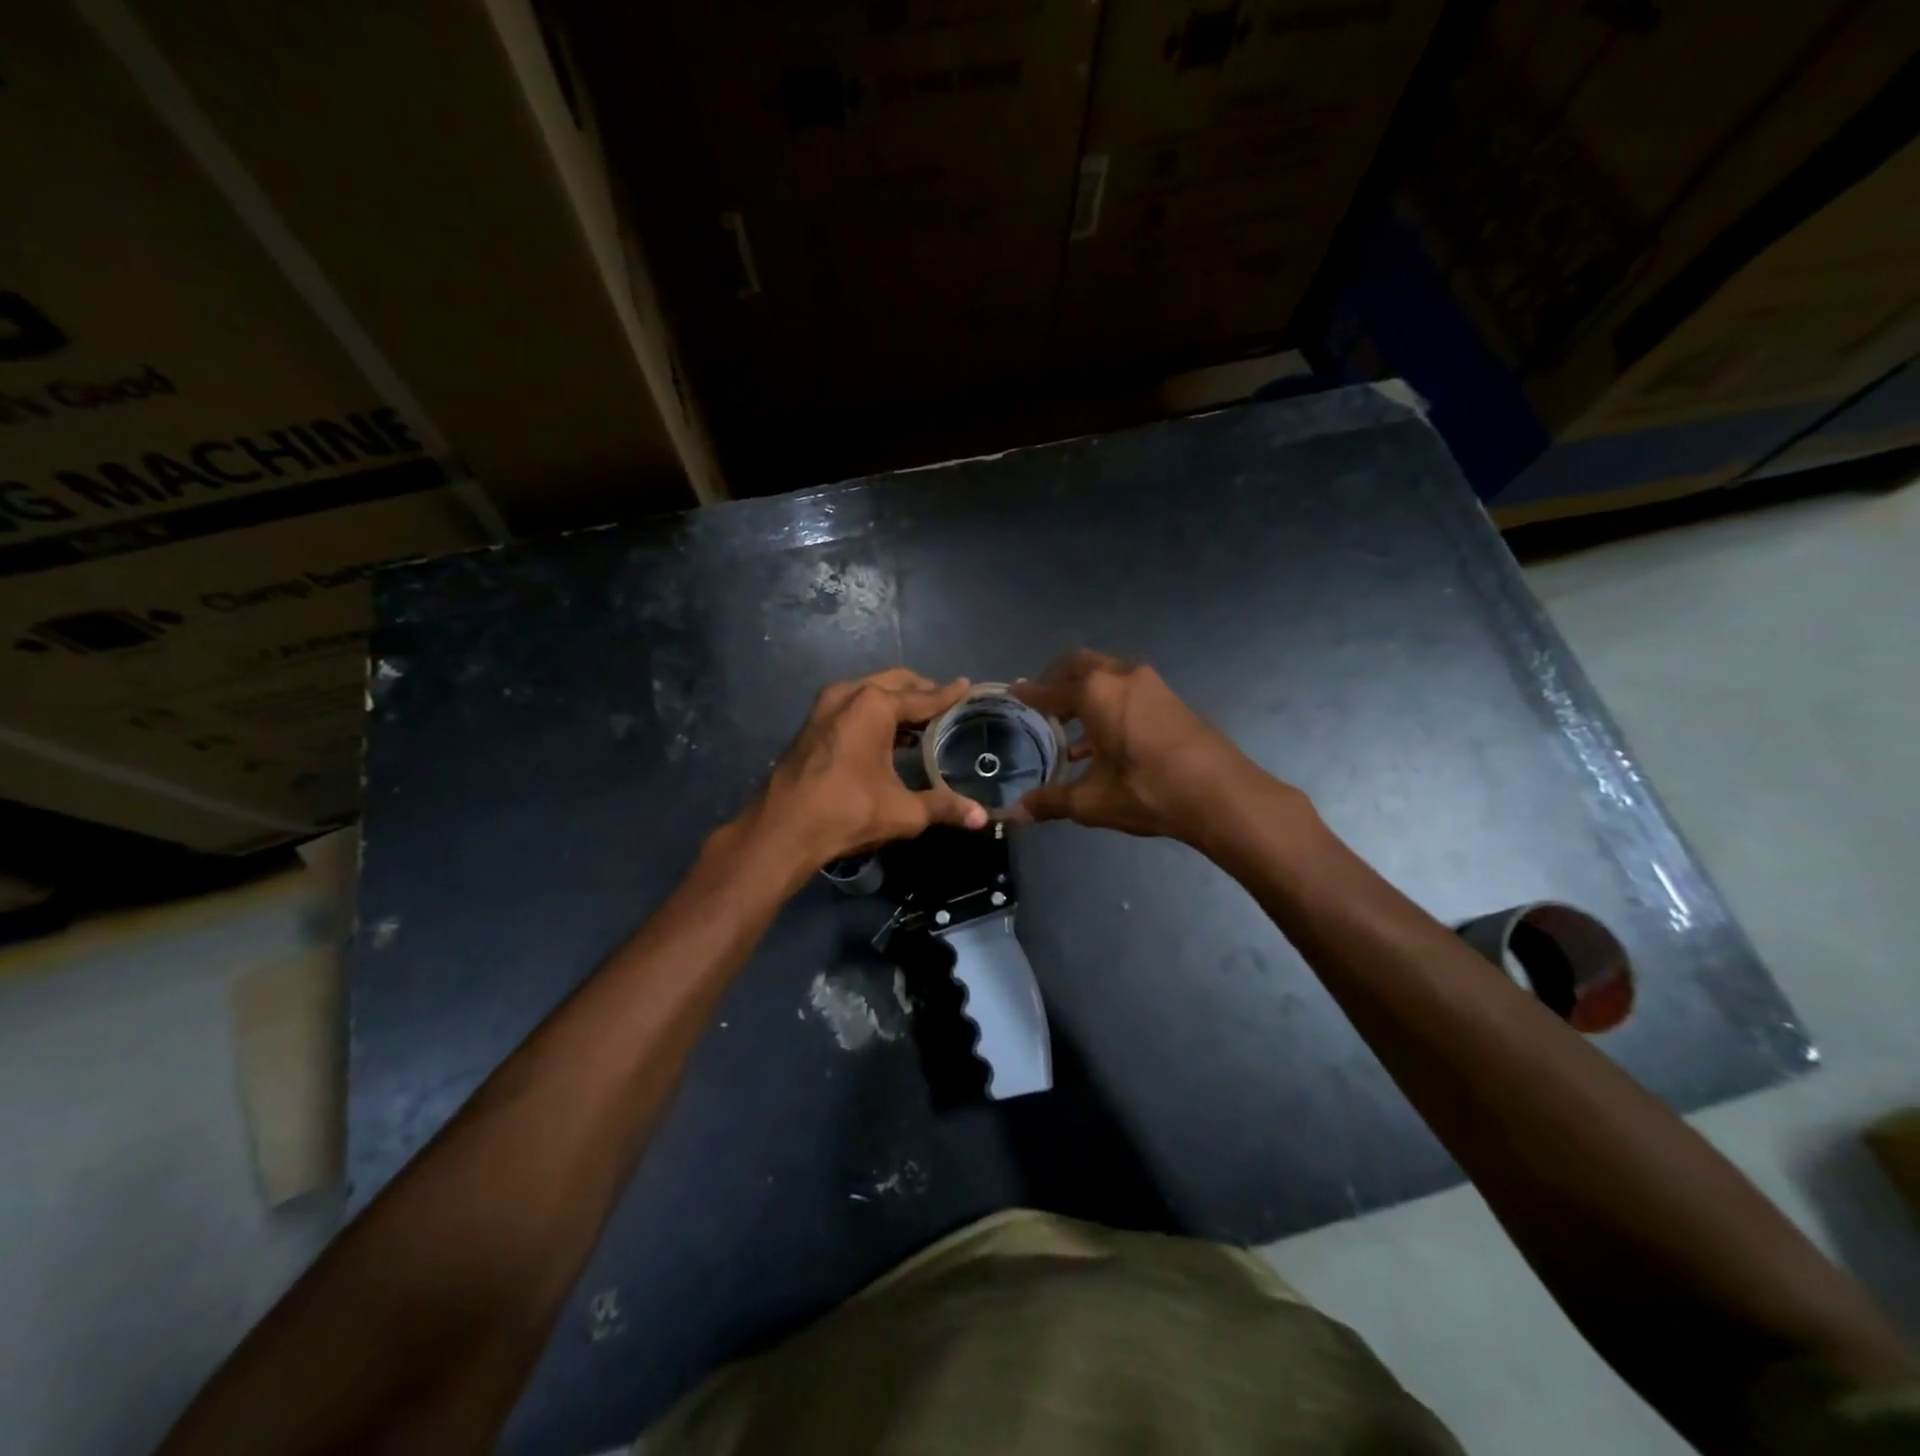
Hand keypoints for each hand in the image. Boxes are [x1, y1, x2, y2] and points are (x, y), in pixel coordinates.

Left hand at [750, 669, 988, 871]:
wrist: (782, 829)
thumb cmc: (846, 812)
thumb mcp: (902, 811)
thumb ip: (943, 807)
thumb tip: (981, 817)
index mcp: (874, 705)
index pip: (923, 697)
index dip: (948, 695)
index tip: (966, 686)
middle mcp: (849, 694)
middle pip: (896, 683)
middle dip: (922, 691)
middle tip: (946, 704)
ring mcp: (825, 706)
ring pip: (871, 691)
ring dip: (896, 700)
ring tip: (921, 720)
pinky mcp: (812, 722)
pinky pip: (853, 704)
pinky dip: (874, 711)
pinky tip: (888, 734)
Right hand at [1010, 650, 1291, 844]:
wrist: (1221, 794)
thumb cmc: (1147, 791)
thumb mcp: (1092, 801)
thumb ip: (1051, 801)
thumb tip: (1014, 814)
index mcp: (1095, 693)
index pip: (1050, 689)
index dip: (1029, 694)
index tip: (1013, 693)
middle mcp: (1121, 677)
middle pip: (1080, 665)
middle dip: (1057, 681)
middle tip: (1041, 702)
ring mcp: (1151, 685)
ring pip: (1107, 676)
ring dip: (1085, 694)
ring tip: (1066, 727)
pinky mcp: (1171, 699)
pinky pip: (1127, 691)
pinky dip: (1107, 705)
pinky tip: (1100, 744)